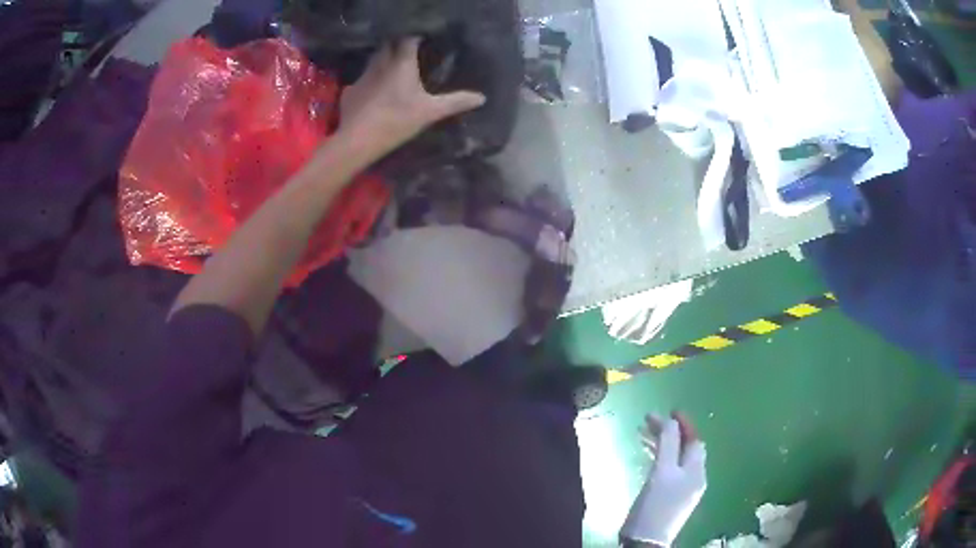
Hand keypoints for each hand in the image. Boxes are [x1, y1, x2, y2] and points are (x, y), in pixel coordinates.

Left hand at [338, 37, 486, 159]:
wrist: (358, 140)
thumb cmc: (397, 120)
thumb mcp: (431, 112)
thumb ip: (455, 102)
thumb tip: (481, 97)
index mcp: (401, 62)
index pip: (408, 39)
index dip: (416, 36)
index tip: (424, 39)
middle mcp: (380, 63)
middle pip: (388, 44)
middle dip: (397, 44)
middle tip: (409, 50)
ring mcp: (362, 76)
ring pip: (373, 60)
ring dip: (383, 59)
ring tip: (393, 67)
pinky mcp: (350, 91)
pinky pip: (362, 79)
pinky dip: (370, 80)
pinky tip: (375, 90)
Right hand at [621, 412, 706, 546]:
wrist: (646, 540)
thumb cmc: (655, 504)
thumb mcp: (661, 471)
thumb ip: (667, 443)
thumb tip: (669, 419)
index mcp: (696, 470)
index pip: (694, 439)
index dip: (684, 423)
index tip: (670, 410)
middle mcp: (694, 477)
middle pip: (686, 448)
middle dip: (670, 432)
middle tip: (650, 421)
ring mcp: (684, 489)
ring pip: (676, 459)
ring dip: (663, 444)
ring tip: (643, 435)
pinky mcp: (671, 497)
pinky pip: (670, 470)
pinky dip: (660, 458)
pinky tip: (647, 456)